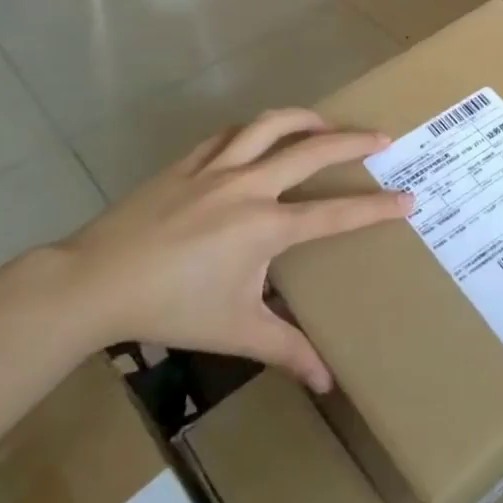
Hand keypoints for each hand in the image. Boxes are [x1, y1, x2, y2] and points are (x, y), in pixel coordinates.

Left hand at [57, 109, 409, 392]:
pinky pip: (229, 134)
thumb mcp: (236, 332)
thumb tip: (327, 384)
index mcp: (265, 226)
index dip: (376, 207)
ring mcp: (215, 168)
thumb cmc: (170, 309)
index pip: (335, 213)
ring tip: (326, 123)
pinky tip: (261, 136)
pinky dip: (254, 130)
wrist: (92, 284)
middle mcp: (248, 187)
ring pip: (270, 125)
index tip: (409, 198)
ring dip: (306, 119)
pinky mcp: (186, 163)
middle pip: (312, 150)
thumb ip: (287, 351)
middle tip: (383, 138)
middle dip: (354, 141)